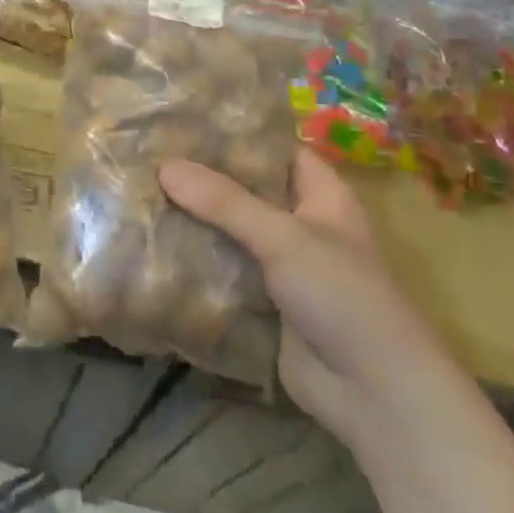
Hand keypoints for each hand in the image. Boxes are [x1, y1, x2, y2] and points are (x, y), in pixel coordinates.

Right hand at [159, 147, 453, 449]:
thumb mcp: (284, 237)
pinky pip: (222, 271)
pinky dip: (193, 260)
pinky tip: (150, 242)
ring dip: (193, 218)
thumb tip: (164, 166)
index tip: (186, 116)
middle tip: (150, 150)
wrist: (374, 396)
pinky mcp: (261, 302)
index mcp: (320, 195)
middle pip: (246, 189)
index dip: (237, 131)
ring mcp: (279, 266)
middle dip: (203, 176)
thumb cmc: (343, 296)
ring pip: (229, 231)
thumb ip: (224, 201)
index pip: (275, 147)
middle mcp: (300, 224)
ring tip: (139, 188)